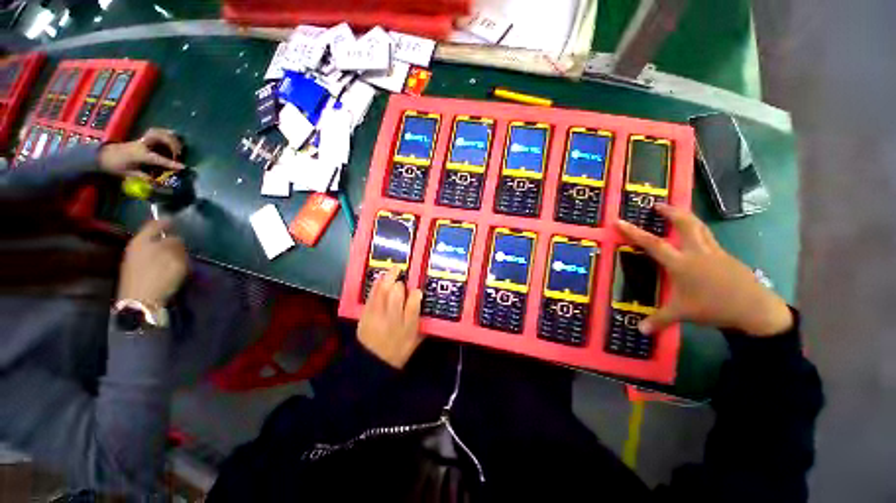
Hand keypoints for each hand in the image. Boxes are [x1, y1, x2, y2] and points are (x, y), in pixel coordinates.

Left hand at [98, 128, 183, 178]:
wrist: (101, 155)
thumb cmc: (115, 166)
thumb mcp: (129, 174)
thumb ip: (144, 177)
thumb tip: (157, 181)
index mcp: (140, 154)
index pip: (159, 159)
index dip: (172, 164)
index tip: (183, 168)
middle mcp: (143, 144)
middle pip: (160, 137)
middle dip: (172, 143)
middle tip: (179, 153)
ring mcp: (142, 140)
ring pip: (159, 132)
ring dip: (170, 137)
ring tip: (178, 145)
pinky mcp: (142, 138)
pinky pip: (156, 132)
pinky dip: (166, 134)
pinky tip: (171, 139)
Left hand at [117, 219, 188, 308]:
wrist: (140, 304)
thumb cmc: (158, 277)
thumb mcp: (173, 258)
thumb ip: (176, 245)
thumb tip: (176, 239)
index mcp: (142, 240)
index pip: (155, 225)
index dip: (166, 222)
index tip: (176, 220)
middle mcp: (135, 248)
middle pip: (153, 238)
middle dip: (167, 238)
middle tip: (181, 241)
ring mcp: (134, 262)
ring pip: (152, 250)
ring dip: (165, 251)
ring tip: (178, 256)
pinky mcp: (137, 275)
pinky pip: (151, 262)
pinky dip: (161, 262)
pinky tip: (169, 268)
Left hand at [357, 267, 423, 368]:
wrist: (372, 363)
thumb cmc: (398, 351)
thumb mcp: (415, 340)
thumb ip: (423, 323)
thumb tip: (424, 304)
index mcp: (407, 325)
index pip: (413, 303)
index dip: (416, 293)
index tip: (417, 290)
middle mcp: (392, 318)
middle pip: (396, 293)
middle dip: (400, 282)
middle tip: (404, 274)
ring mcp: (377, 314)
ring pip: (382, 290)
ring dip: (388, 277)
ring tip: (394, 269)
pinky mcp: (366, 313)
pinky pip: (372, 294)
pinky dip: (377, 284)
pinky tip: (381, 278)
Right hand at [616, 204, 792, 336]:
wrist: (754, 309)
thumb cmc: (713, 308)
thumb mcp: (682, 314)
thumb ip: (659, 320)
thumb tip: (640, 331)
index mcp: (681, 263)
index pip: (652, 244)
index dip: (633, 232)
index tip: (620, 221)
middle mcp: (697, 252)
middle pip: (684, 224)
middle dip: (670, 212)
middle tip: (659, 204)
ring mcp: (714, 252)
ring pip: (700, 227)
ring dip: (686, 217)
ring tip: (677, 212)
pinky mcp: (727, 256)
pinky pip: (709, 239)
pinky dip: (699, 233)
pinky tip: (697, 241)